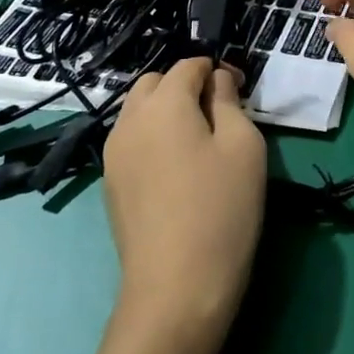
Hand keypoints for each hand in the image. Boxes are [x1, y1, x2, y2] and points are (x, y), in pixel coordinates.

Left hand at [102, 58, 265, 348]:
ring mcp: (114, 153)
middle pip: (155, 83)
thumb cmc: (221, 209)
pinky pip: (132, 141)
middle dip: (185, 86)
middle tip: (218, 114)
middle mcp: (130, 119)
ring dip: (166, 111)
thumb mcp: (243, 146)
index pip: (188, 65)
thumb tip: (216, 80)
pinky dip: (153, 138)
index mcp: (164, 103)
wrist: (176, 288)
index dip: (216, 69)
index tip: (240, 90)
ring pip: (139, 111)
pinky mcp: (110, 183)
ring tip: (198, 142)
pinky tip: (176, 170)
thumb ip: (229, 101)